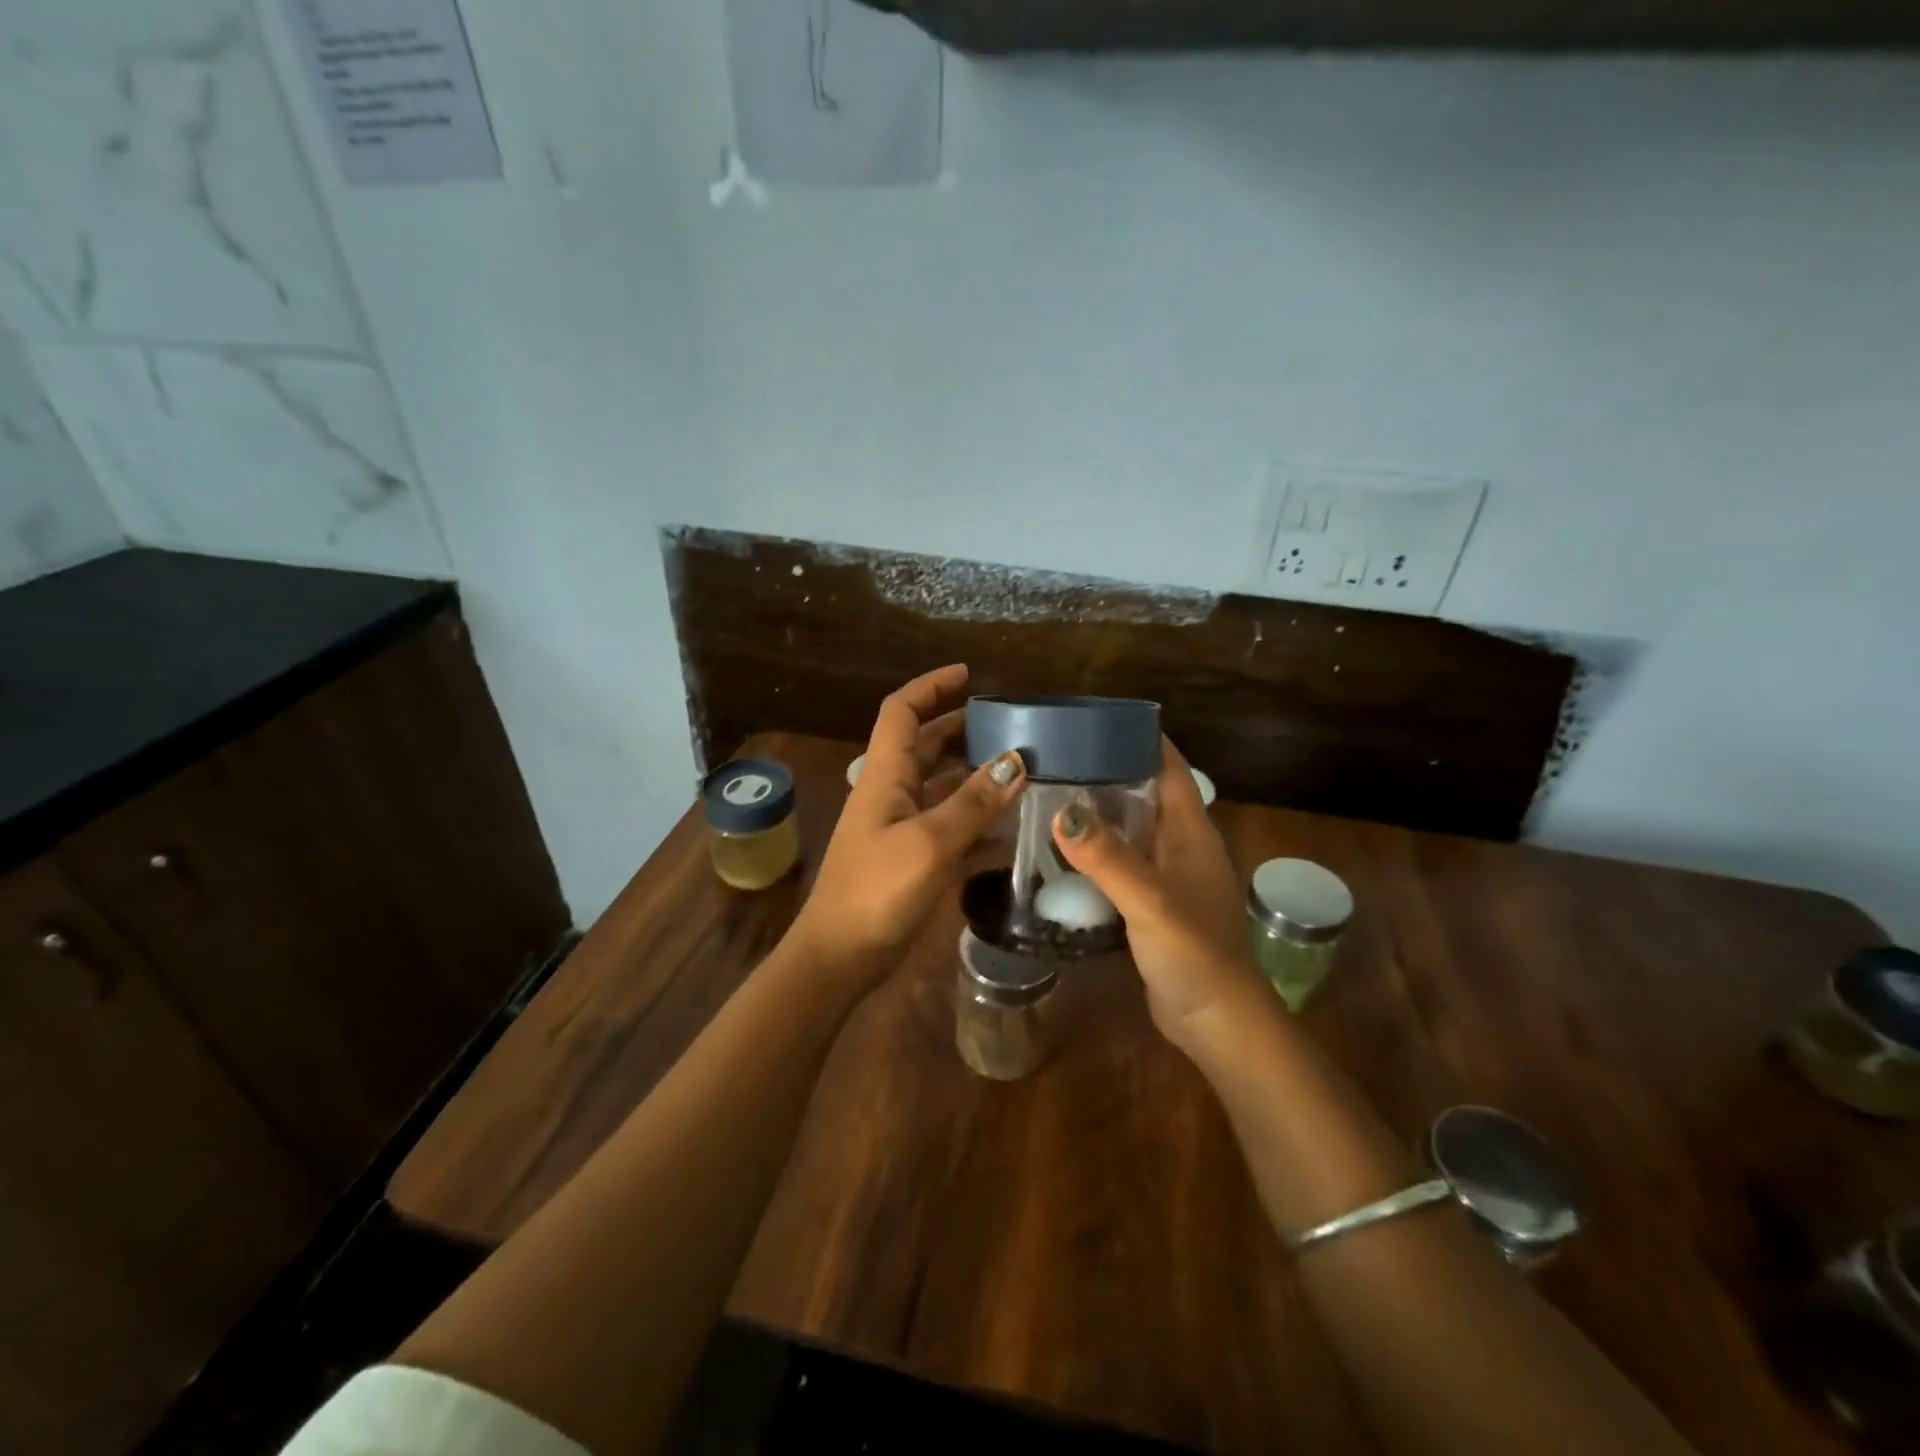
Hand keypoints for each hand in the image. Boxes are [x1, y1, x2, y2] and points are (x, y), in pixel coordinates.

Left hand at [788, 664, 1025, 988]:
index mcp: (885, 775)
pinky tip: (1011, 833)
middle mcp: (890, 793)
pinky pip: (948, 827)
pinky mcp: (910, 858)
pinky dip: (976, 823)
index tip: (968, 674)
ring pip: (940, 786)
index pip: (902, 712)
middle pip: (926, 745)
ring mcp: (899, 827)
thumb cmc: (877, 891)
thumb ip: (974, 802)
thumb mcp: (930, 842)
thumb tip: (1017, 759)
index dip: (930, 686)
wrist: (839, 957)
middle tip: (1009, 726)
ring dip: (975, 776)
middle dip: (962, 728)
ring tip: (1021, 772)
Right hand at [1051, 738, 1271, 1046]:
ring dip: (1100, 811)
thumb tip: (1062, 811)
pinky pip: (1123, 861)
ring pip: (1131, 828)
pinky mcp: (1154, 902)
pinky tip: (1063, 851)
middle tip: (1056, 756)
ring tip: (1050, 793)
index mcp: (1191, 830)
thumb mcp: (1150, 901)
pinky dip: (1097, 850)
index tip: (1095, 720)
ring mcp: (1169, 874)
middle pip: (1145, 792)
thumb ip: (1108, 858)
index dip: (1139, 738)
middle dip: (1107, 770)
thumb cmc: (1195, 953)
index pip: (1169, 766)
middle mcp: (1182, 844)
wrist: (1218, 1021)